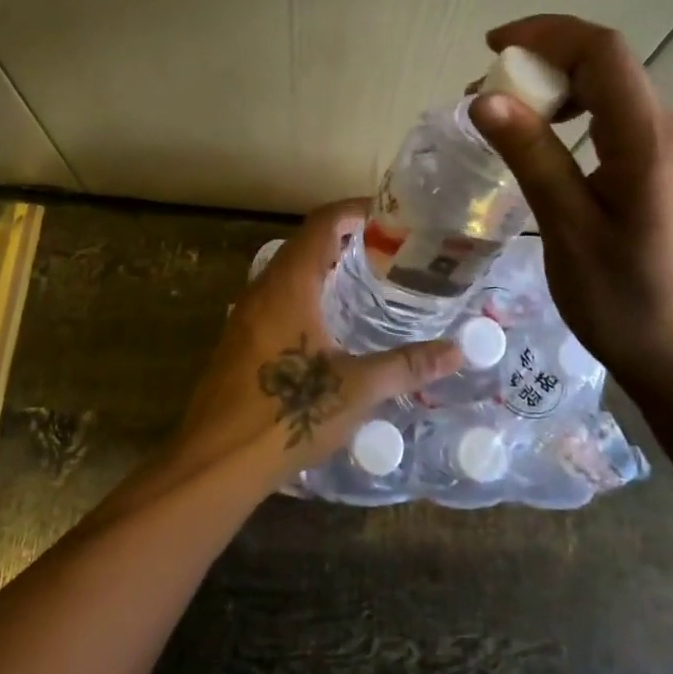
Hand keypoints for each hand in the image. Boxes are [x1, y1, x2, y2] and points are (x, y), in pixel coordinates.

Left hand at [169, 200, 461, 497]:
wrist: (215, 462)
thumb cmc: (287, 413)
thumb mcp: (356, 389)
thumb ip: (407, 365)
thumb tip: (457, 352)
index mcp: (290, 284)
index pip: (323, 223)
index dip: (355, 211)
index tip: (391, 215)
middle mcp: (263, 289)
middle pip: (306, 243)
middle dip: (346, 239)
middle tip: (390, 252)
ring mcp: (246, 315)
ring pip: (289, 272)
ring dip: (325, 267)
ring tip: (368, 283)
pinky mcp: (239, 341)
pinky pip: (277, 299)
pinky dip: (307, 294)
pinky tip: (331, 325)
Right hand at [468, 15, 672, 394]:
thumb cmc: (625, 303)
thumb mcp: (568, 231)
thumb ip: (532, 157)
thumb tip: (485, 98)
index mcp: (650, 142)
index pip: (603, 51)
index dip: (546, 33)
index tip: (492, 48)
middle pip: (609, 66)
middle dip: (544, 64)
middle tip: (488, 97)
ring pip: (618, 93)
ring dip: (562, 91)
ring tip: (514, 121)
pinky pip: (627, 122)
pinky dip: (583, 116)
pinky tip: (556, 149)